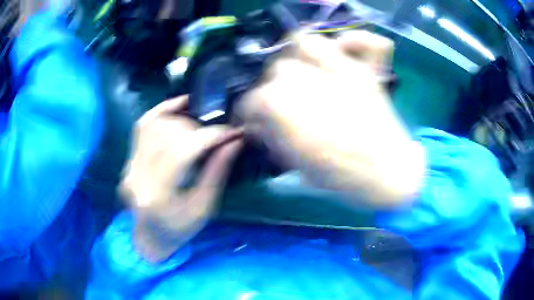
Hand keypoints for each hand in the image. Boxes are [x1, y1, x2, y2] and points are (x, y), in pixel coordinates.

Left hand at [120, 96, 242, 261]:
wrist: (149, 237)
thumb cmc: (179, 229)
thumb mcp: (204, 208)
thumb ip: (217, 172)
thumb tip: (235, 141)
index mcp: (157, 195)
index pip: (182, 151)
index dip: (210, 136)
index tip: (232, 131)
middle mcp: (137, 176)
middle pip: (168, 134)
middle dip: (199, 128)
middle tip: (220, 133)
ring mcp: (128, 165)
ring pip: (154, 125)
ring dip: (183, 119)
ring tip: (203, 125)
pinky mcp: (128, 159)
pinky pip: (142, 125)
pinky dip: (162, 110)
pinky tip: (180, 104)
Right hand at [239, 31, 424, 206]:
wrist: (388, 175)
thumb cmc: (344, 178)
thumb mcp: (299, 165)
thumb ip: (275, 139)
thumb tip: (259, 124)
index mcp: (288, 110)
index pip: (254, 100)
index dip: (249, 112)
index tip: (253, 121)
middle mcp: (310, 81)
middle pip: (279, 69)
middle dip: (272, 87)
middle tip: (279, 103)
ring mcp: (343, 72)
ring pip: (307, 43)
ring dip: (298, 55)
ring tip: (301, 71)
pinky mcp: (365, 73)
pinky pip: (363, 42)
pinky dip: (352, 40)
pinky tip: (343, 47)